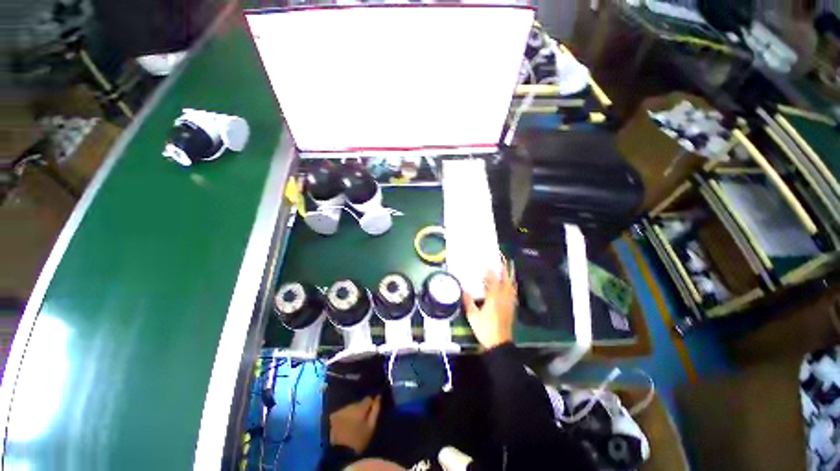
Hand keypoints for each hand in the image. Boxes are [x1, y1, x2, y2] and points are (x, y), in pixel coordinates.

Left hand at [329, 395, 381, 453]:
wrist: (337, 450)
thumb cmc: (358, 439)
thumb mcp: (371, 427)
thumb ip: (376, 410)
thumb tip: (378, 397)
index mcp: (360, 407)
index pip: (368, 399)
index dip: (371, 405)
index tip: (371, 414)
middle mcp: (350, 405)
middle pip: (359, 404)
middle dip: (361, 410)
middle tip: (361, 422)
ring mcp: (341, 410)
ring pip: (350, 408)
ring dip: (353, 413)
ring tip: (353, 425)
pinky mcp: (333, 416)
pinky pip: (342, 413)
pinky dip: (345, 417)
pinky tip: (345, 426)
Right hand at [464, 264, 516, 349]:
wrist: (499, 343)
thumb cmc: (485, 329)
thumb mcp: (472, 316)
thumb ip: (468, 302)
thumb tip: (464, 290)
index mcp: (493, 299)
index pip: (493, 282)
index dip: (491, 273)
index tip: (489, 265)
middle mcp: (503, 299)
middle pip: (506, 282)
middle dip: (505, 271)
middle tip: (504, 262)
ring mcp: (509, 304)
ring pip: (511, 287)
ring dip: (510, 277)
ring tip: (509, 270)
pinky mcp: (512, 309)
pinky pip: (513, 294)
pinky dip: (512, 287)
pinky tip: (511, 286)